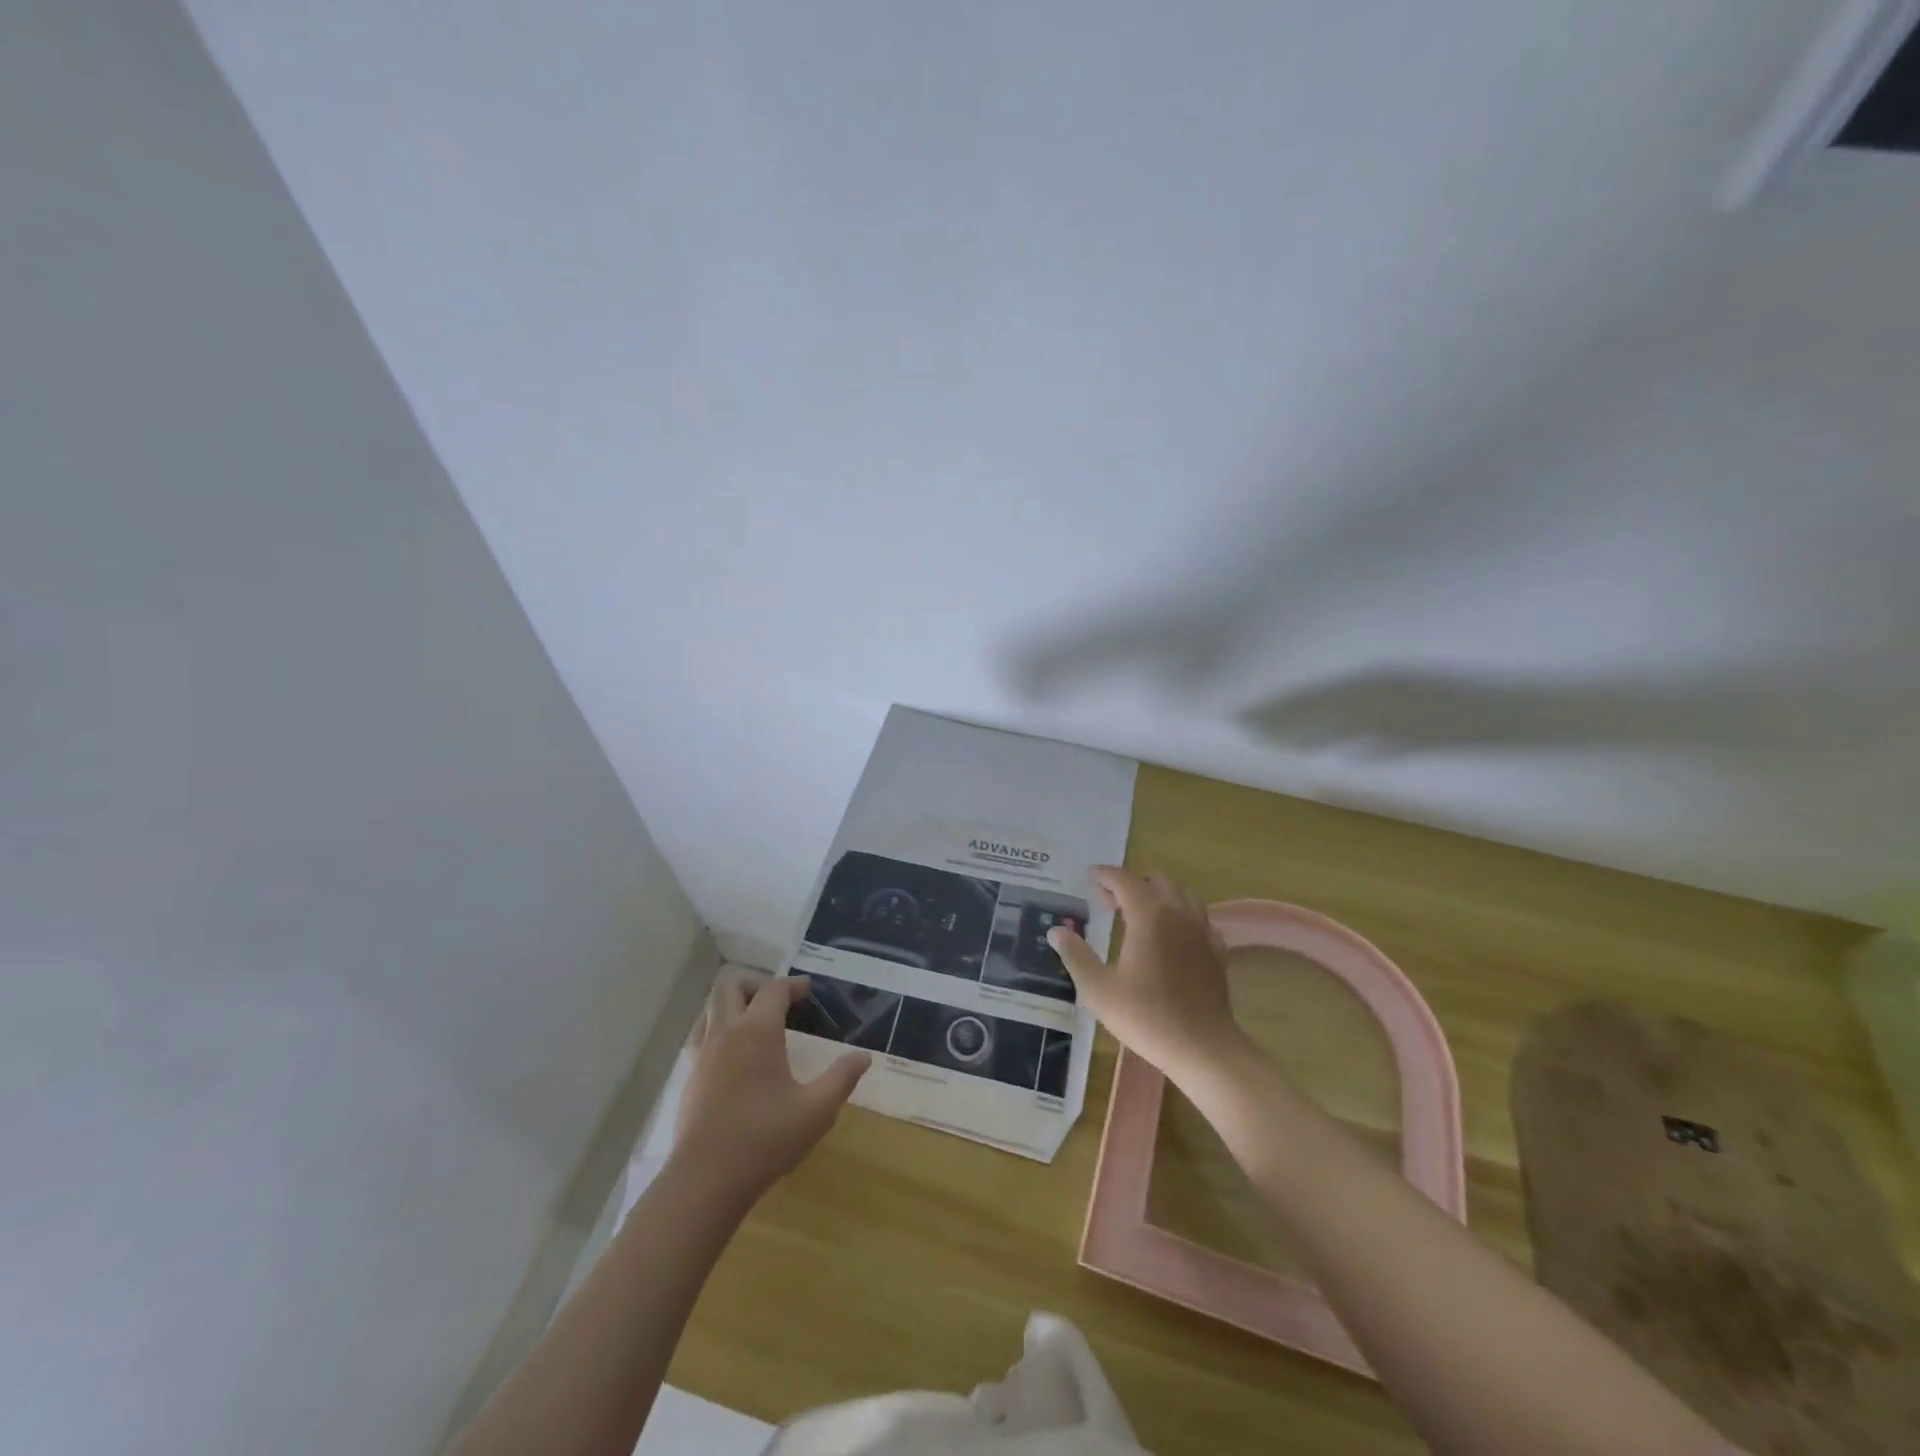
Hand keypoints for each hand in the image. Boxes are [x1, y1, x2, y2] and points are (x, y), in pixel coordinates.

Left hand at [673, 975, 869, 1205]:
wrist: (705, 1180)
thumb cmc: (765, 1139)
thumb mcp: (816, 1110)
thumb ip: (842, 1078)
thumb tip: (863, 1056)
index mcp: (758, 1031)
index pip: (774, 989)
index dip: (793, 985)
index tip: (809, 992)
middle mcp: (726, 1033)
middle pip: (731, 986)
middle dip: (757, 985)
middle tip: (779, 1003)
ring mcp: (703, 1054)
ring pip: (711, 1009)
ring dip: (733, 1005)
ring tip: (756, 1025)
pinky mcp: (689, 1077)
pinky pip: (701, 1035)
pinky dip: (718, 1030)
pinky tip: (734, 1056)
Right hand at [1047, 867, 1249, 1087]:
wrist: (1203, 1048)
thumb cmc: (1146, 1016)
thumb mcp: (1098, 989)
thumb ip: (1076, 955)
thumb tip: (1056, 931)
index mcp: (1148, 915)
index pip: (1124, 880)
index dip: (1105, 874)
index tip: (1090, 875)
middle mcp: (1178, 913)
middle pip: (1157, 881)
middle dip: (1131, 883)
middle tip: (1110, 901)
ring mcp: (1202, 931)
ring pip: (1183, 895)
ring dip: (1160, 896)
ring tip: (1140, 915)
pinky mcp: (1217, 951)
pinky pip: (1199, 920)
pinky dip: (1182, 917)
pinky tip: (1172, 937)